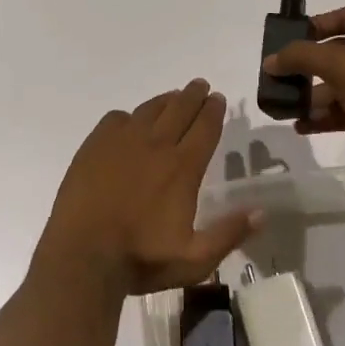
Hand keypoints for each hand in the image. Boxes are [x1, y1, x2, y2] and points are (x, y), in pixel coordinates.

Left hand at [36, 79, 263, 296]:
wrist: (82, 254)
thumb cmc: (140, 258)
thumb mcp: (194, 259)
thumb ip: (229, 234)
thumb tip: (262, 212)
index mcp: (182, 167)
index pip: (204, 127)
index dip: (214, 111)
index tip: (219, 99)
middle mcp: (155, 144)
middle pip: (180, 109)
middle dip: (194, 95)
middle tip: (201, 85)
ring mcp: (122, 141)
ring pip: (150, 109)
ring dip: (166, 100)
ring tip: (173, 97)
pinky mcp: (95, 144)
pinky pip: (118, 118)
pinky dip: (130, 116)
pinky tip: (131, 122)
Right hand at [262, 7, 344, 194]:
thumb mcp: (340, 67)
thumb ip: (302, 57)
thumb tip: (271, 60)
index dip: (320, 21)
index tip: (293, 37)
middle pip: (337, 54)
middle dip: (307, 65)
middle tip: (280, 76)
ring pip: (338, 86)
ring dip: (311, 95)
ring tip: (285, 107)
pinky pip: (344, 112)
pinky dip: (323, 117)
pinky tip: (301, 126)